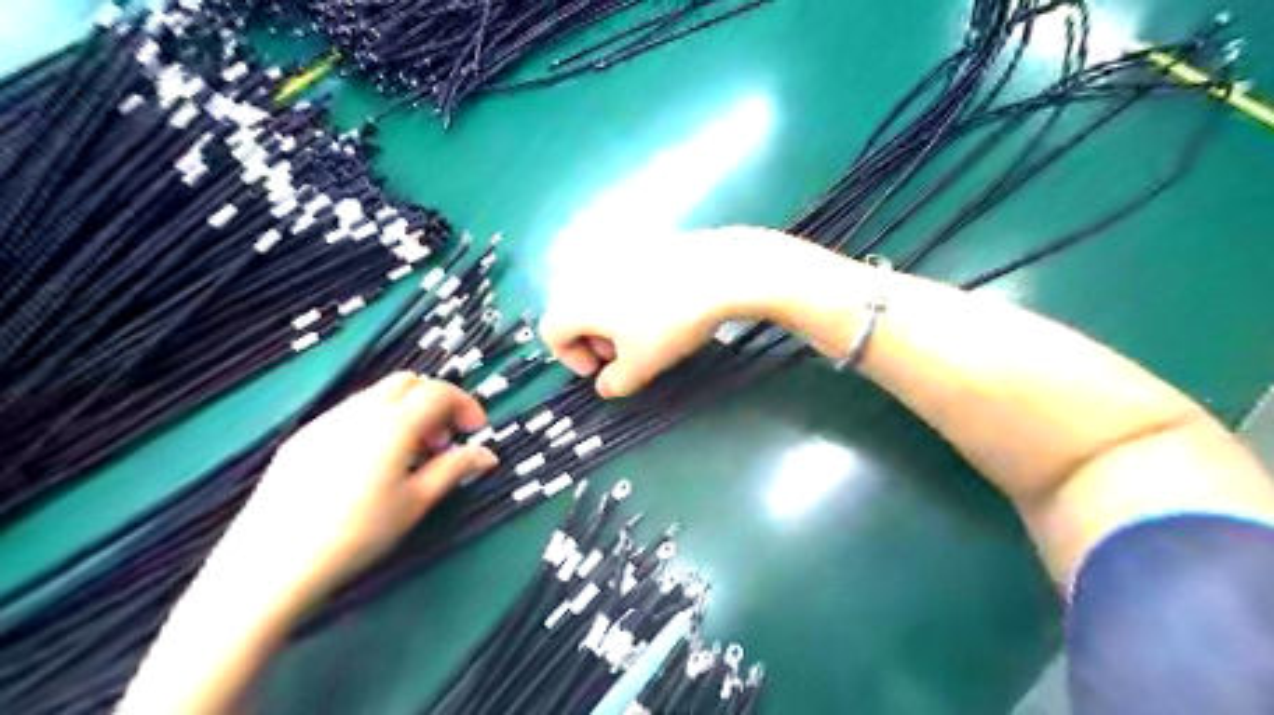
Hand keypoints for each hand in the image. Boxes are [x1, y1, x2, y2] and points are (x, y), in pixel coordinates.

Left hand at [210, 371, 496, 610]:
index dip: (466, 405)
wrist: (269, 565)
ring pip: (378, 395)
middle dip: (435, 403)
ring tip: (409, 457)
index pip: (440, 391)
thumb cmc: (356, 533)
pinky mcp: (302, 438)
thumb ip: (454, 469)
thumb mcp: (415, 502)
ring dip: (406, 412)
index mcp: (393, 423)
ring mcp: (326, 421)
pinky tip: (370, 465)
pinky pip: (351, 413)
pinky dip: (376, 422)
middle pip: (408, 382)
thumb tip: (488, 455)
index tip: (477, 432)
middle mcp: (359, 410)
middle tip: (442, 442)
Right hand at [543, 225, 809, 398]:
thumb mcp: (642, 366)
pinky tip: (661, 305)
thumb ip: (616, 383)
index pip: (552, 332)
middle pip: (573, 310)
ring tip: (644, 332)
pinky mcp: (640, 242)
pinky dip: (629, 294)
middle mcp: (585, 271)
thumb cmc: (669, 324)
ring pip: (597, 292)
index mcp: (575, 301)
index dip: (571, 358)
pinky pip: (621, 274)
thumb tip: (606, 386)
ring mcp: (614, 252)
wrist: (717, 273)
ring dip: (610, 317)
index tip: (602, 370)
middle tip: (623, 354)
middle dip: (592, 338)